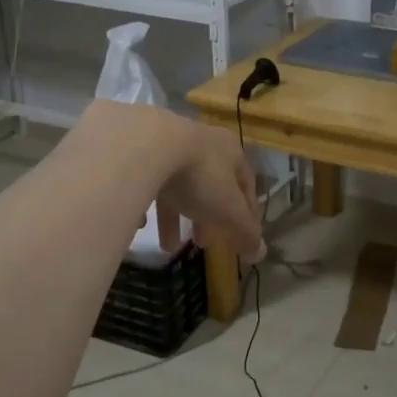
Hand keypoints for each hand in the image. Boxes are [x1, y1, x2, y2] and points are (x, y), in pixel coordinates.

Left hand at [78, 103, 263, 261]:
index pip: (246, 182)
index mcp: (229, 151)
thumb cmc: (198, 176)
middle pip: (209, 185)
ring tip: (168, 247)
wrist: (143, 145)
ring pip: (174, 185)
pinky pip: (143, 180)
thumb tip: (261, 254)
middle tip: (202, 243)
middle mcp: (200, 142)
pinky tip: (138, 224)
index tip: (241, 234)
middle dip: (207, 218)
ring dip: (174, 217)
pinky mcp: (135, 148)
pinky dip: (143, 202)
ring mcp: (166, 142)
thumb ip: (245, 232)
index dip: (246, 210)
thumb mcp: (228, 210)